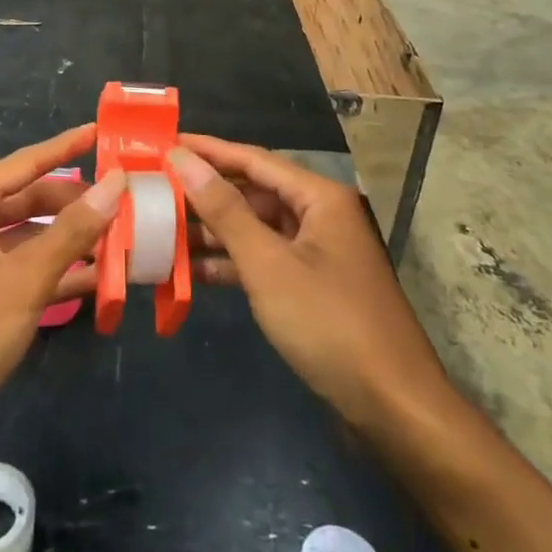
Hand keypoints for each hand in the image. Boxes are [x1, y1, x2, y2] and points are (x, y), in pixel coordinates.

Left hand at [0, 124, 120, 464]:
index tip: (103, 131)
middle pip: (32, 200)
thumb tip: (116, 182)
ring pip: (31, 238)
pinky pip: (24, 270)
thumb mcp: (26, 277)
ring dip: (73, 241)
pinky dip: (57, 273)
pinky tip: (99, 281)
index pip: (28, 162)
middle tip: (127, 202)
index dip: (67, 146)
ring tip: (124, 240)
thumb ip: (74, 229)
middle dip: (78, 203)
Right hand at [168, 135, 449, 431]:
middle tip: (158, 187)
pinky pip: (265, 260)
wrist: (394, 408)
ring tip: (164, 227)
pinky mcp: (313, 286)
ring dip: (215, 230)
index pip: (254, 159)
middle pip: (255, 192)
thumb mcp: (268, 264)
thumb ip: (225, 211)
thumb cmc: (330, 324)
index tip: (167, 143)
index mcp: (319, 197)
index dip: (209, 150)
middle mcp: (321, 215)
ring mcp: (318, 253)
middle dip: (207, 192)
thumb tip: (184, 161)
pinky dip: (233, 263)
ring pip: (257, 228)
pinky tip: (192, 270)